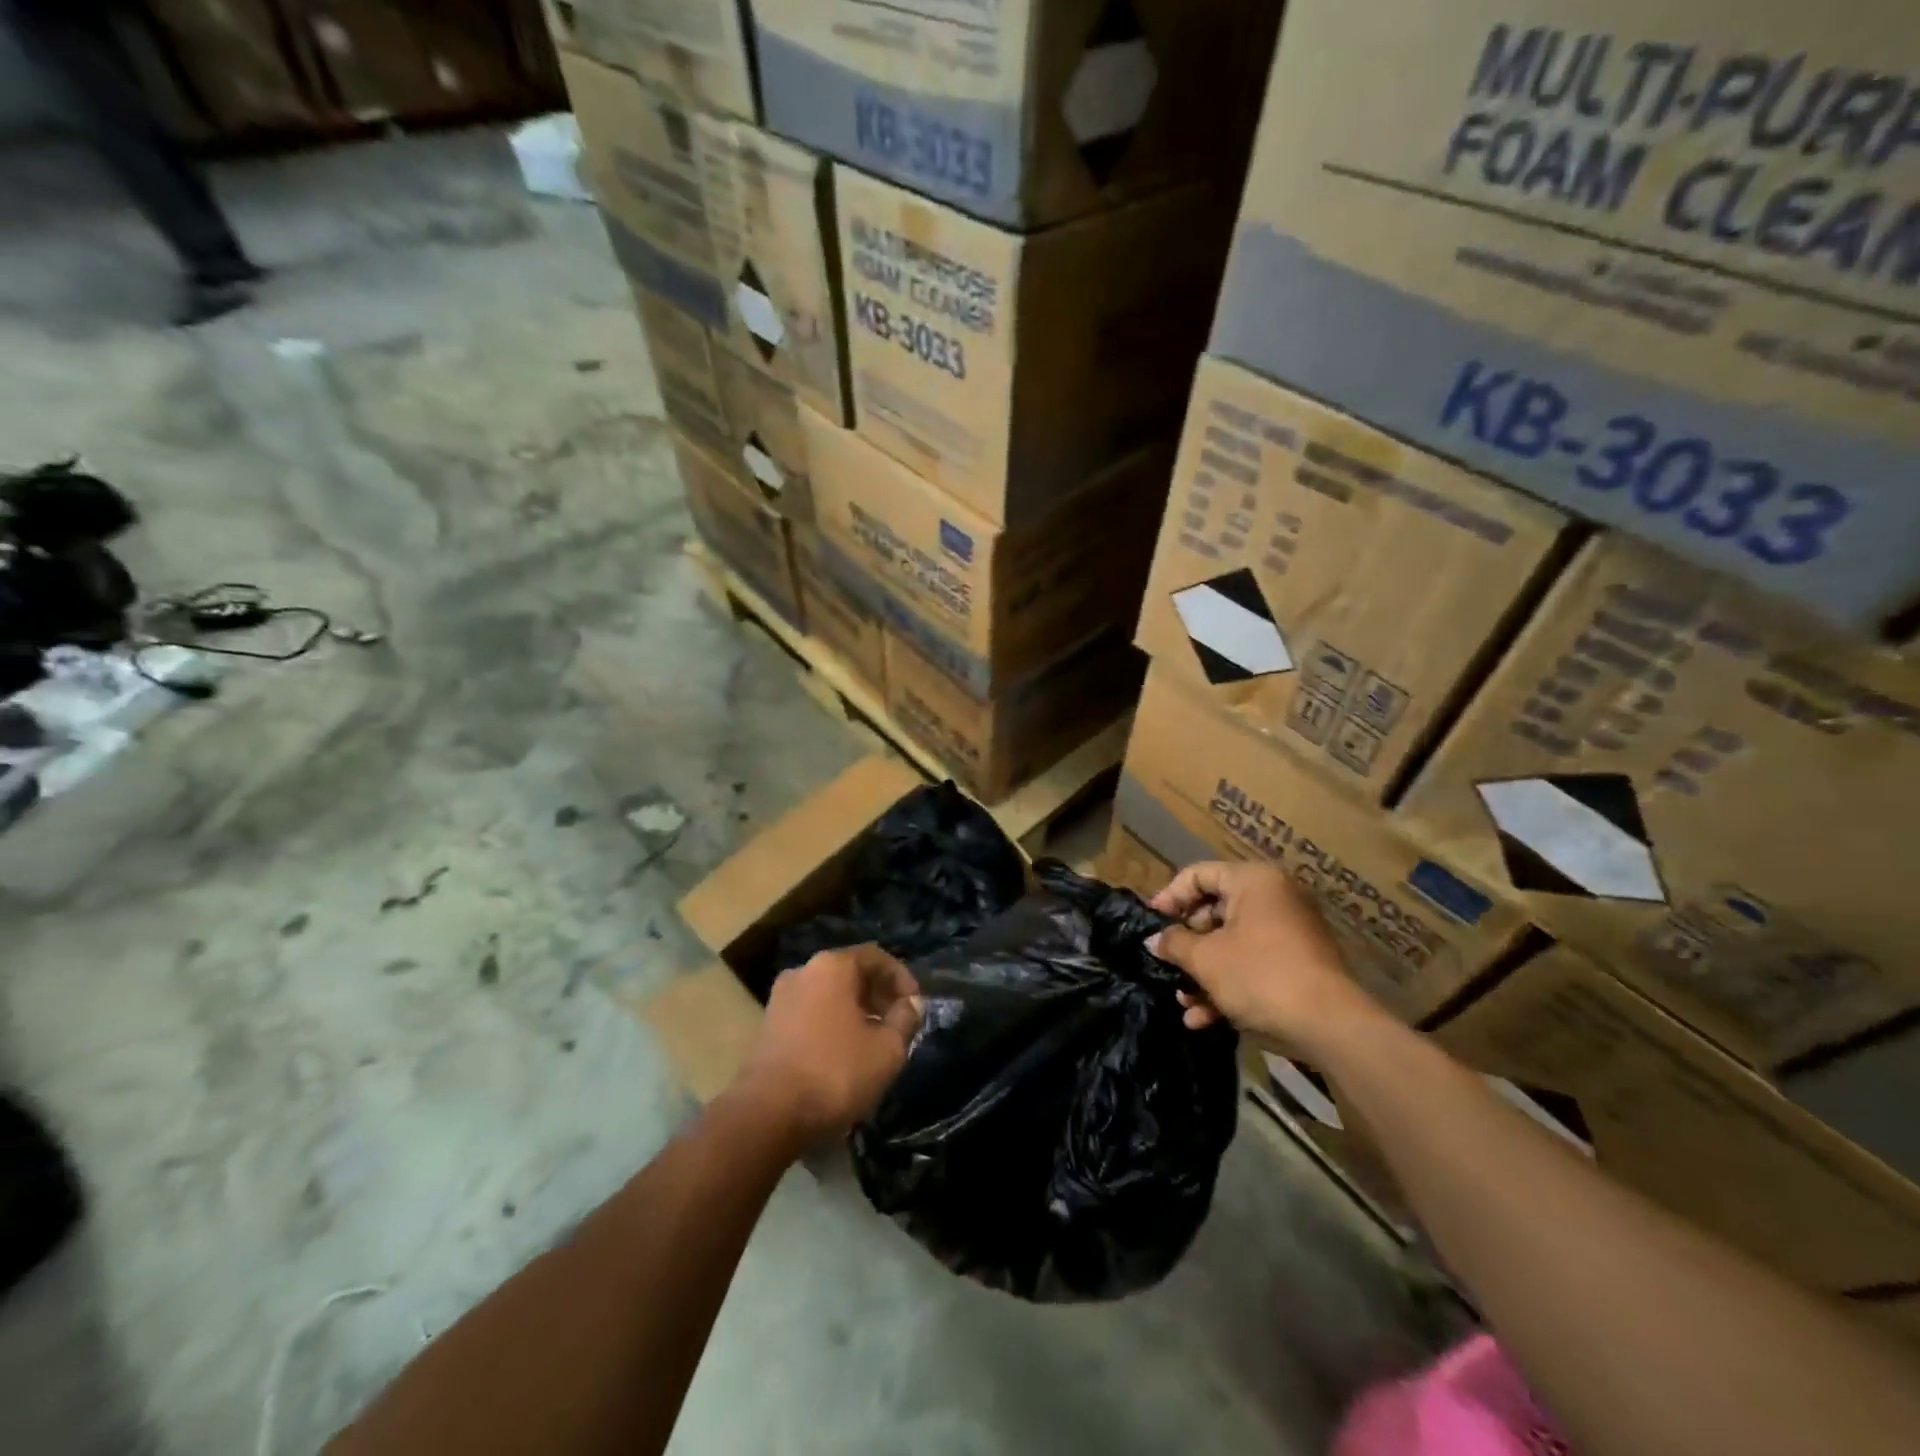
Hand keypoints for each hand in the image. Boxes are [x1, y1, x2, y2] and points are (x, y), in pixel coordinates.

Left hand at [736, 945, 922, 1144]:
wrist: (766, 1115)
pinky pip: (811, 1013)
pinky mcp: (768, 1026)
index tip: (916, 1005)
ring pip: (830, 995)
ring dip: (856, 1012)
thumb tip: (910, 1005)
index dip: (901, 978)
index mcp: (832, 966)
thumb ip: (905, 1020)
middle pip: (851, 973)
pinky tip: (845, 1054)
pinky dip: (833, 1024)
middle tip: (898, 1024)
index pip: (876, 957)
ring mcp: (781, 998)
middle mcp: (803, 971)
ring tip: (875, 1042)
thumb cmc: (834, 1073)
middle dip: (879, 995)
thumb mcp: (886, 1050)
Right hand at [1148, 861, 1382, 1046]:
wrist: (1330, 1026)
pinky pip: (1253, 964)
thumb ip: (1174, 943)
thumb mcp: (1205, 959)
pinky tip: (1203, 1018)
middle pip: (1215, 911)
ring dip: (1203, 971)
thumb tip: (1154, 940)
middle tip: (1166, 963)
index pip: (1199, 874)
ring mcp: (1289, 933)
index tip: (1150, 923)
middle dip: (1187, 943)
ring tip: (1183, 1000)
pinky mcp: (1298, 965)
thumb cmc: (1259, 975)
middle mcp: (1274, 898)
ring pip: (1232, 943)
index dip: (1170, 897)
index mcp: (1253, 881)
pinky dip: (1228, 985)